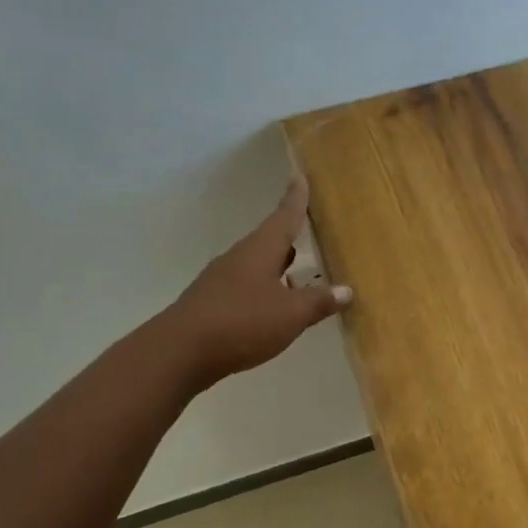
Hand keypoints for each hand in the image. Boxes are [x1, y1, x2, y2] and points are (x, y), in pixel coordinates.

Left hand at [163, 177, 351, 387]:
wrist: (180, 352)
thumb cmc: (243, 322)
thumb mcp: (291, 315)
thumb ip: (319, 302)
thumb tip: (346, 290)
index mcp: (261, 250)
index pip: (284, 217)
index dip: (296, 198)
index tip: (299, 175)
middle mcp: (239, 258)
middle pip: (268, 241)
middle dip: (287, 238)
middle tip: (304, 232)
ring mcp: (221, 280)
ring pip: (256, 266)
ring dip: (276, 270)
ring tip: (297, 279)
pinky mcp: (211, 303)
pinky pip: (245, 288)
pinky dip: (263, 292)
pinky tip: (272, 310)